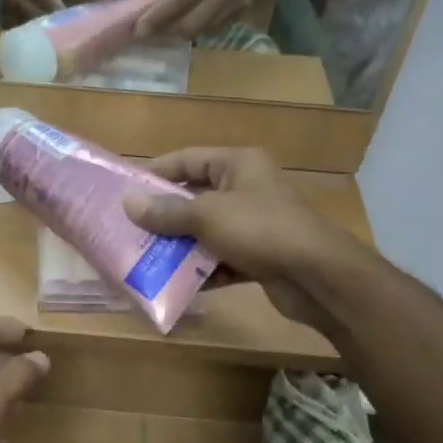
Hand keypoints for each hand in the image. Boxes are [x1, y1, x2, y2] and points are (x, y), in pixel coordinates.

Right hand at [121, 148, 347, 332]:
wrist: (317, 276)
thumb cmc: (260, 230)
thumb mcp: (207, 216)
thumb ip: (167, 211)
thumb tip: (128, 202)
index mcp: (237, 165)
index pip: (187, 159)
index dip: (155, 173)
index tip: (125, 191)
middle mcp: (246, 189)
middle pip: (194, 197)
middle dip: (164, 216)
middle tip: (129, 230)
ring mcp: (253, 224)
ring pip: (206, 231)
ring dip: (180, 246)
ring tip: (145, 259)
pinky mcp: (258, 257)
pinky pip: (221, 259)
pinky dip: (202, 270)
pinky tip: (177, 284)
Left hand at [129, 0, 276, 37]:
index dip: (158, 16)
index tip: (137, 29)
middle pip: (192, 22)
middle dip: (165, 31)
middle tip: (144, 32)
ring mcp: (239, 0)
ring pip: (202, 30)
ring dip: (177, 33)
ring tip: (158, 27)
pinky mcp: (243, 8)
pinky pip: (212, 28)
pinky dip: (194, 28)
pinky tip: (180, 21)